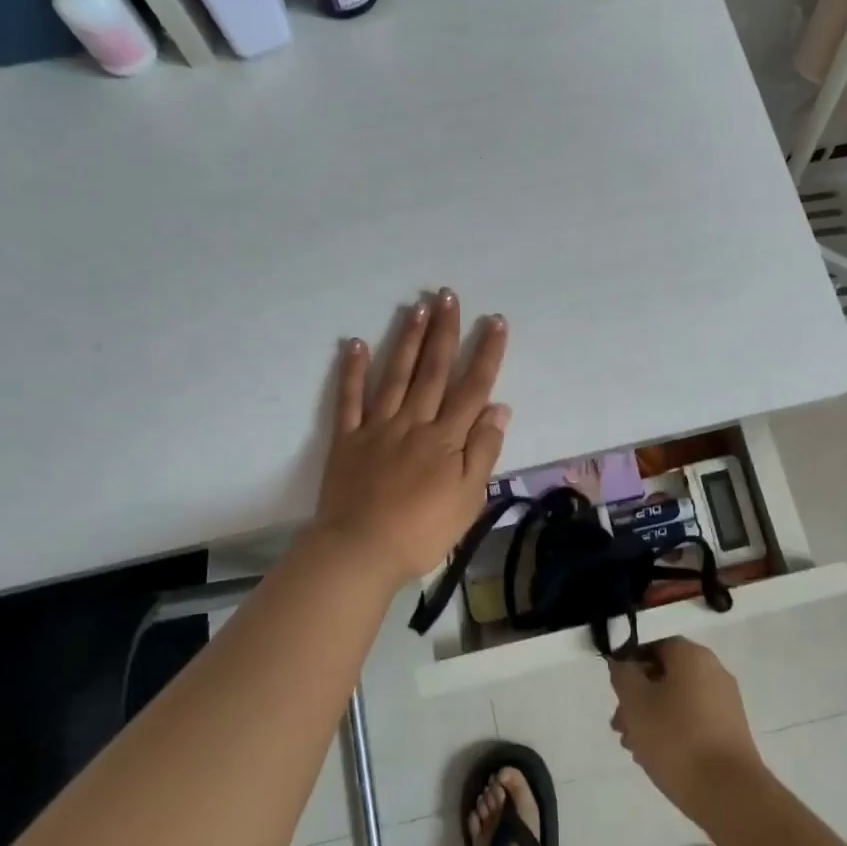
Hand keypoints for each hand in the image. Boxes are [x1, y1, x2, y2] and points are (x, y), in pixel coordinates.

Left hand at [312, 289, 509, 584]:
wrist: (361, 551)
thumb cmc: (423, 530)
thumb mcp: (469, 498)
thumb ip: (484, 450)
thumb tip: (499, 407)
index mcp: (447, 438)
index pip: (473, 387)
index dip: (486, 353)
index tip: (496, 321)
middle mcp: (415, 422)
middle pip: (434, 370)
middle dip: (445, 331)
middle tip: (449, 295)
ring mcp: (378, 427)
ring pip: (397, 375)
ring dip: (408, 339)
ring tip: (417, 306)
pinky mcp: (348, 439)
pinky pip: (350, 399)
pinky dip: (353, 371)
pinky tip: (358, 343)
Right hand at [608, 638, 763, 824]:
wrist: (729, 794)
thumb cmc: (676, 739)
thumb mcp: (635, 702)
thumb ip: (623, 674)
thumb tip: (623, 661)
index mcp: (692, 655)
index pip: (654, 644)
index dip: (629, 662)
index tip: (616, 689)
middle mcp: (713, 671)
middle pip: (665, 674)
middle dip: (638, 696)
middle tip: (619, 724)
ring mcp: (725, 702)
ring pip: (677, 700)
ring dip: (651, 717)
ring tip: (633, 747)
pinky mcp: (730, 731)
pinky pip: (693, 720)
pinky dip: (673, 731)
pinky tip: (656, 757)